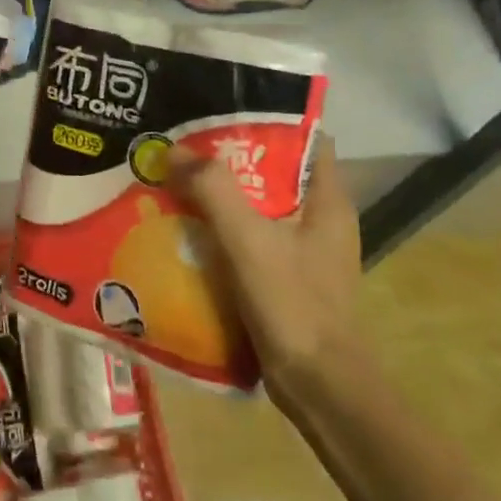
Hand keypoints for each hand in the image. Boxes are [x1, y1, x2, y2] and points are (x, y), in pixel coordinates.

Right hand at [166, 137, 362, 409]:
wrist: (320, 390)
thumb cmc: (294, 305)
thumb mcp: (249, 241)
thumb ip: (213, 191)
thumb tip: (173, 150)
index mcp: (327, 200)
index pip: (305, 139)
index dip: (266, 120)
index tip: (221, 110)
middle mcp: (321, 219)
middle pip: (274, 171)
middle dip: (230, 157)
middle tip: (183, 144)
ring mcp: (305, 251)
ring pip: (259, 207)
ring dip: (222, 195)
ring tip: (177, 179)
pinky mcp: (288, 278)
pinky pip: (251, 239)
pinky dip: (223, 230)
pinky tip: (187, 229)